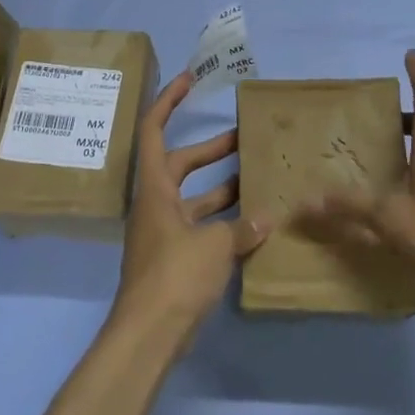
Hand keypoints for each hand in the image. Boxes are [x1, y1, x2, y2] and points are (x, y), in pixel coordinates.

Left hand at [110, 70, 267, 347]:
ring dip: (222, 185)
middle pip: (180, 162)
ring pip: (194, 196)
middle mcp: (156, 203)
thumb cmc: (175, 276)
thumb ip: (241, 228)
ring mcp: (164, 231)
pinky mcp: (175, 257)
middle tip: (243, 135)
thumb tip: (265, 218)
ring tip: (256, 174)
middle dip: (211, 148)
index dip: (168, 100)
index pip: (154, 129)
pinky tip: (254, 222)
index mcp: (155, 188)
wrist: (148, 335)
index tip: (189, 79)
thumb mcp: (214, 245)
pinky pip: (200, 225)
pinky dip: (223, 220)